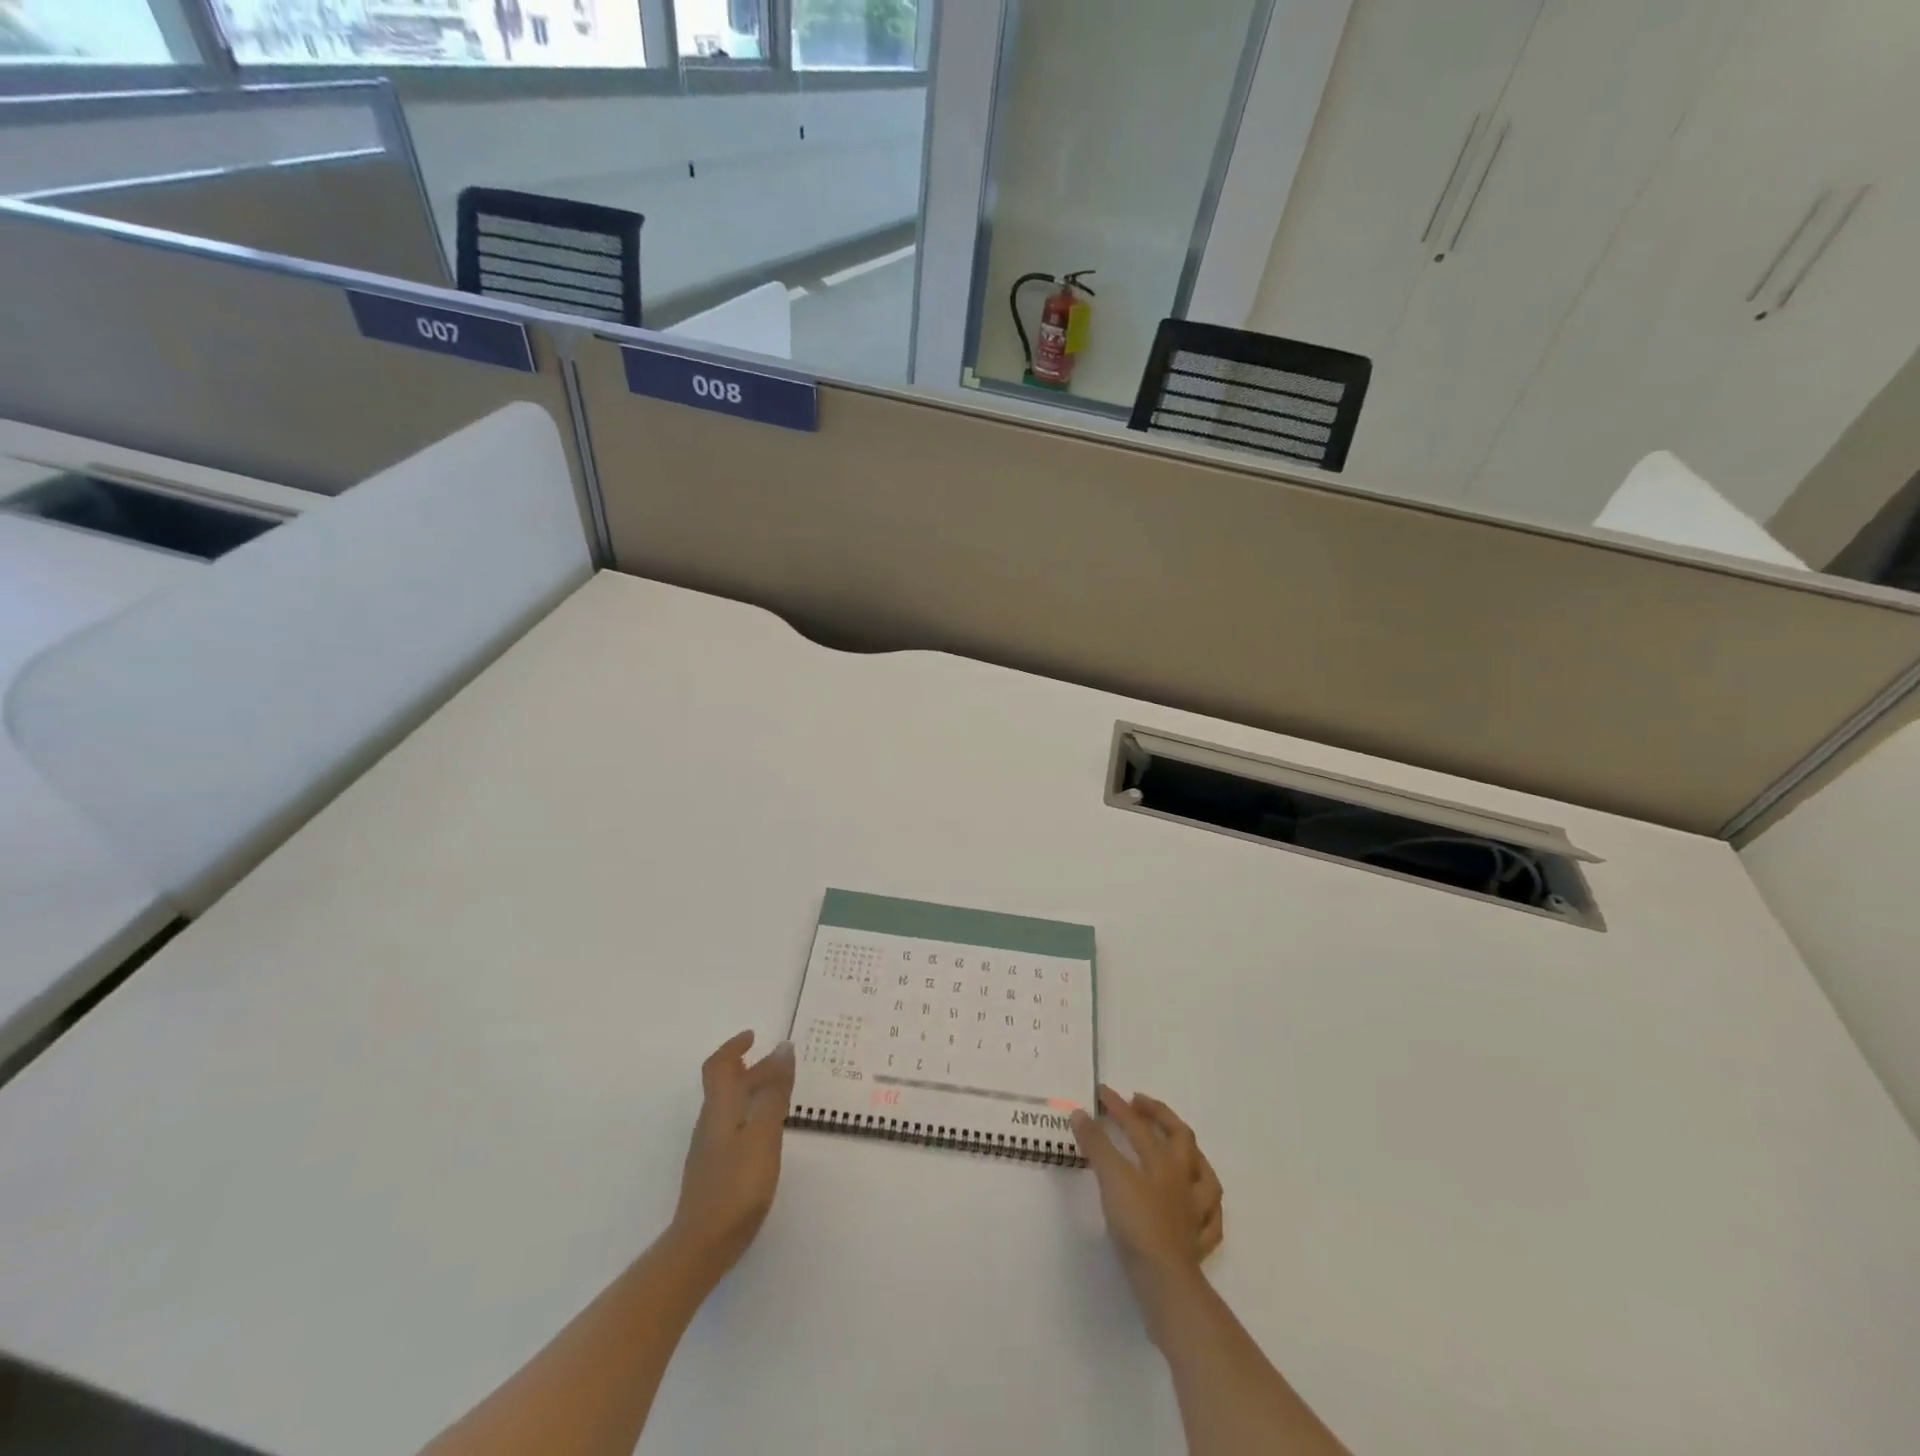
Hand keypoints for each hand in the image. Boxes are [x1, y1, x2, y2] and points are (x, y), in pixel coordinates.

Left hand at [668, 1031, 794, 1285]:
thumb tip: (782, 1048)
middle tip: (780, 1064)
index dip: (734, 1047)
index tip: (753, 1036)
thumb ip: (774, 1092)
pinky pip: (733, 1128)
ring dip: (751, 1092)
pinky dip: (750, 1115)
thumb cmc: (736, 1185)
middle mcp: (710, 1123)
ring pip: (730, 1107)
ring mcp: (710, 1149)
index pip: (720, 1066)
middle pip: (726, 1085)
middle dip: (751, 1069)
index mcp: (721, 1108)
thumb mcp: (764, 1134)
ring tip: (779, 1094)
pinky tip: (766, 1134)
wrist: (701, 1247)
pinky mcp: (714, 1171)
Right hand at [1071, 1085, 1223, 1294]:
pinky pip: (1210, 1221)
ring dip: (1193, 1157)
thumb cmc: (1137, 1224)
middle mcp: (1184, 1181)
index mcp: (1163, 1162)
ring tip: (1179, 1149)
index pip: (1139, 1126)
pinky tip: (1198, 1208)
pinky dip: (1205, 1209)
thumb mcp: (1111, 1178)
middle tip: (1140, 1104)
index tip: (1101, 1092)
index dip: (1118, 1107)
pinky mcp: (1199, 1245)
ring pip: (1205, 1177)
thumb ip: (1096, 1145)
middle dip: (1161, 1116)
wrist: (1165, 1281)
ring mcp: (1196, 1213)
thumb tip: (1079, 1113)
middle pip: (1181, 1138)